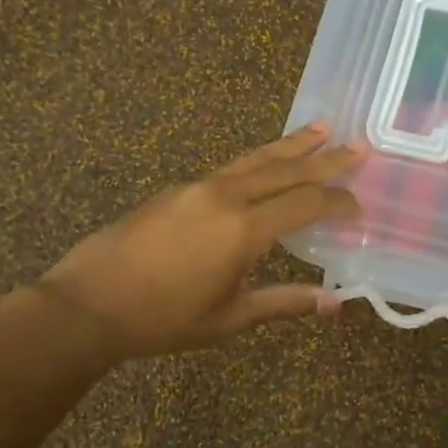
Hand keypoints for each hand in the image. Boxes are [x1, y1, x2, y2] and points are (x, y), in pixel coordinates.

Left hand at [39, 123, 364, 363]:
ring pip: (255, 159)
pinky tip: (266, 163)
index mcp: (243, 230)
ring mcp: (197, 187)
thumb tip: (335, 304)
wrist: (88, 304)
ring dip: (290, 145)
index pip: (305, 204)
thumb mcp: (229, 318)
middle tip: (357, 145)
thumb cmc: (162, 319)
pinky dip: (258, 160)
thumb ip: (284, 302)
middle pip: (285, 169)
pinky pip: (230, 167)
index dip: (337, 203)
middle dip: (324, 158)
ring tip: (319, 128)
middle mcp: (225, 197)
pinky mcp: (177, 189)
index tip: (359, 206)